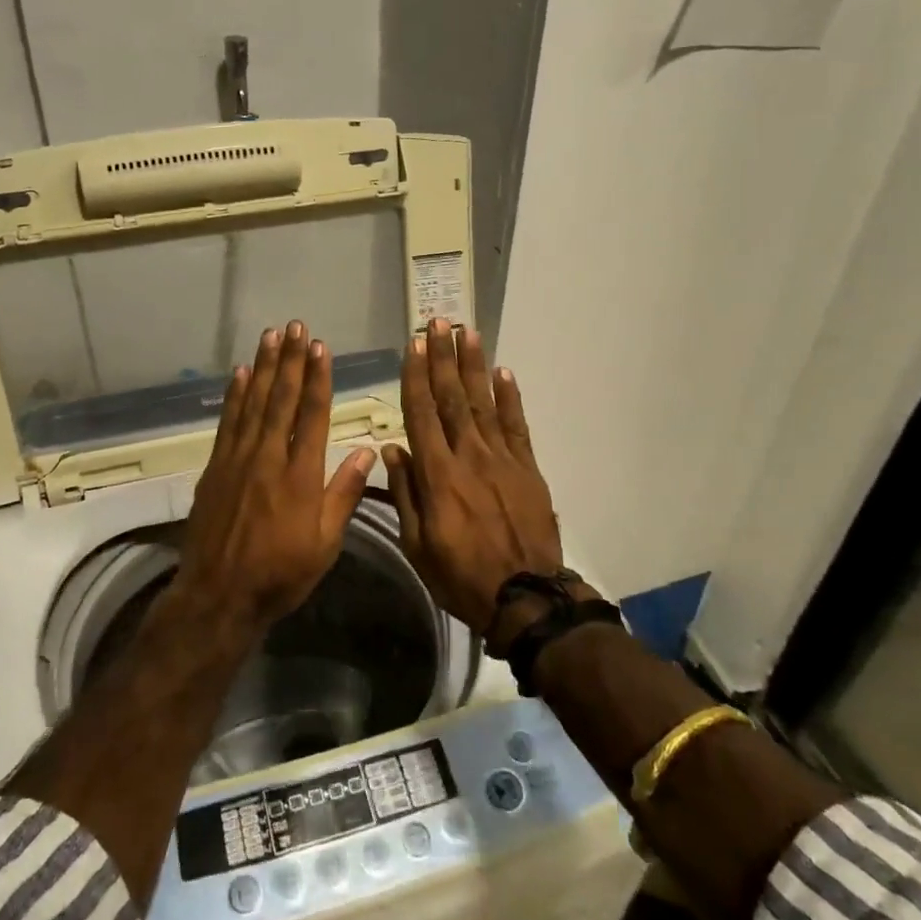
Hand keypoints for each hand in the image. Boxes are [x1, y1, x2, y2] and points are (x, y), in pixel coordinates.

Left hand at [179, 320, 376, 631]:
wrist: (219, 595)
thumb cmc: (280, 574)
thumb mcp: (325, 544)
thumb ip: (343, 495)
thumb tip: (365, 451)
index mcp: (301, 477)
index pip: (312, 416)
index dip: (317, 379)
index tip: (320, 348)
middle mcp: (268, 458)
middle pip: (281, 400)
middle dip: (290, 360)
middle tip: (295, 326)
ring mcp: (237, 460)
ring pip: (253, 403)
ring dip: (264, 367)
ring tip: (270, 336)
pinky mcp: (215, 468)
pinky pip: (228, 422)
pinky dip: (235, 395)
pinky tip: (240, 373)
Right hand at [382, 320, 564, 636]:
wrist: (525, 597)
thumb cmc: (460, 574)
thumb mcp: (417, 544)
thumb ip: (405, 493)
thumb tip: (393, 449)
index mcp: (438, 474)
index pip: (422, 413)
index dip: (416, 376)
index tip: (413, 346)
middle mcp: (469, 455)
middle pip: (453, 398)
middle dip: (444, 358)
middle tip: (438, 323)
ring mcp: (502, 459)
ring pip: (484, 403)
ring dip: (474, 366)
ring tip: (467, 333)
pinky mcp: (528, 468)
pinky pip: (516, 425)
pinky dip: (509, 397)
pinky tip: (502, 373)